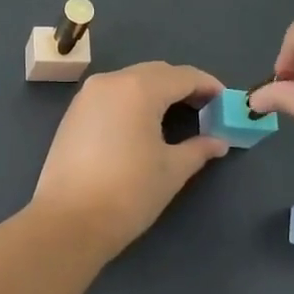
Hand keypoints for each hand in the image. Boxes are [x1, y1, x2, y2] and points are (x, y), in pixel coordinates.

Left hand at [29, 62, 228, 254]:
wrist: (68, 221)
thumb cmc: (128, 192)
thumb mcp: (171, 170)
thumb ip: (199, 149)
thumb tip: (218, 142)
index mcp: (139, 88)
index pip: (183, 76)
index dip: (208, 86)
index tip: (226, 101)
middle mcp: (111, 81)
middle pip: (156, 73)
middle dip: (182, 86)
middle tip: (205, 109)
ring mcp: (87, 96)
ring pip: (131, 81)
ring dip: (156, 91)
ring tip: (177, 115)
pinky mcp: (73, 113)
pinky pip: (112, 95)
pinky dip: (133, 101)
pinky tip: (143, 124)